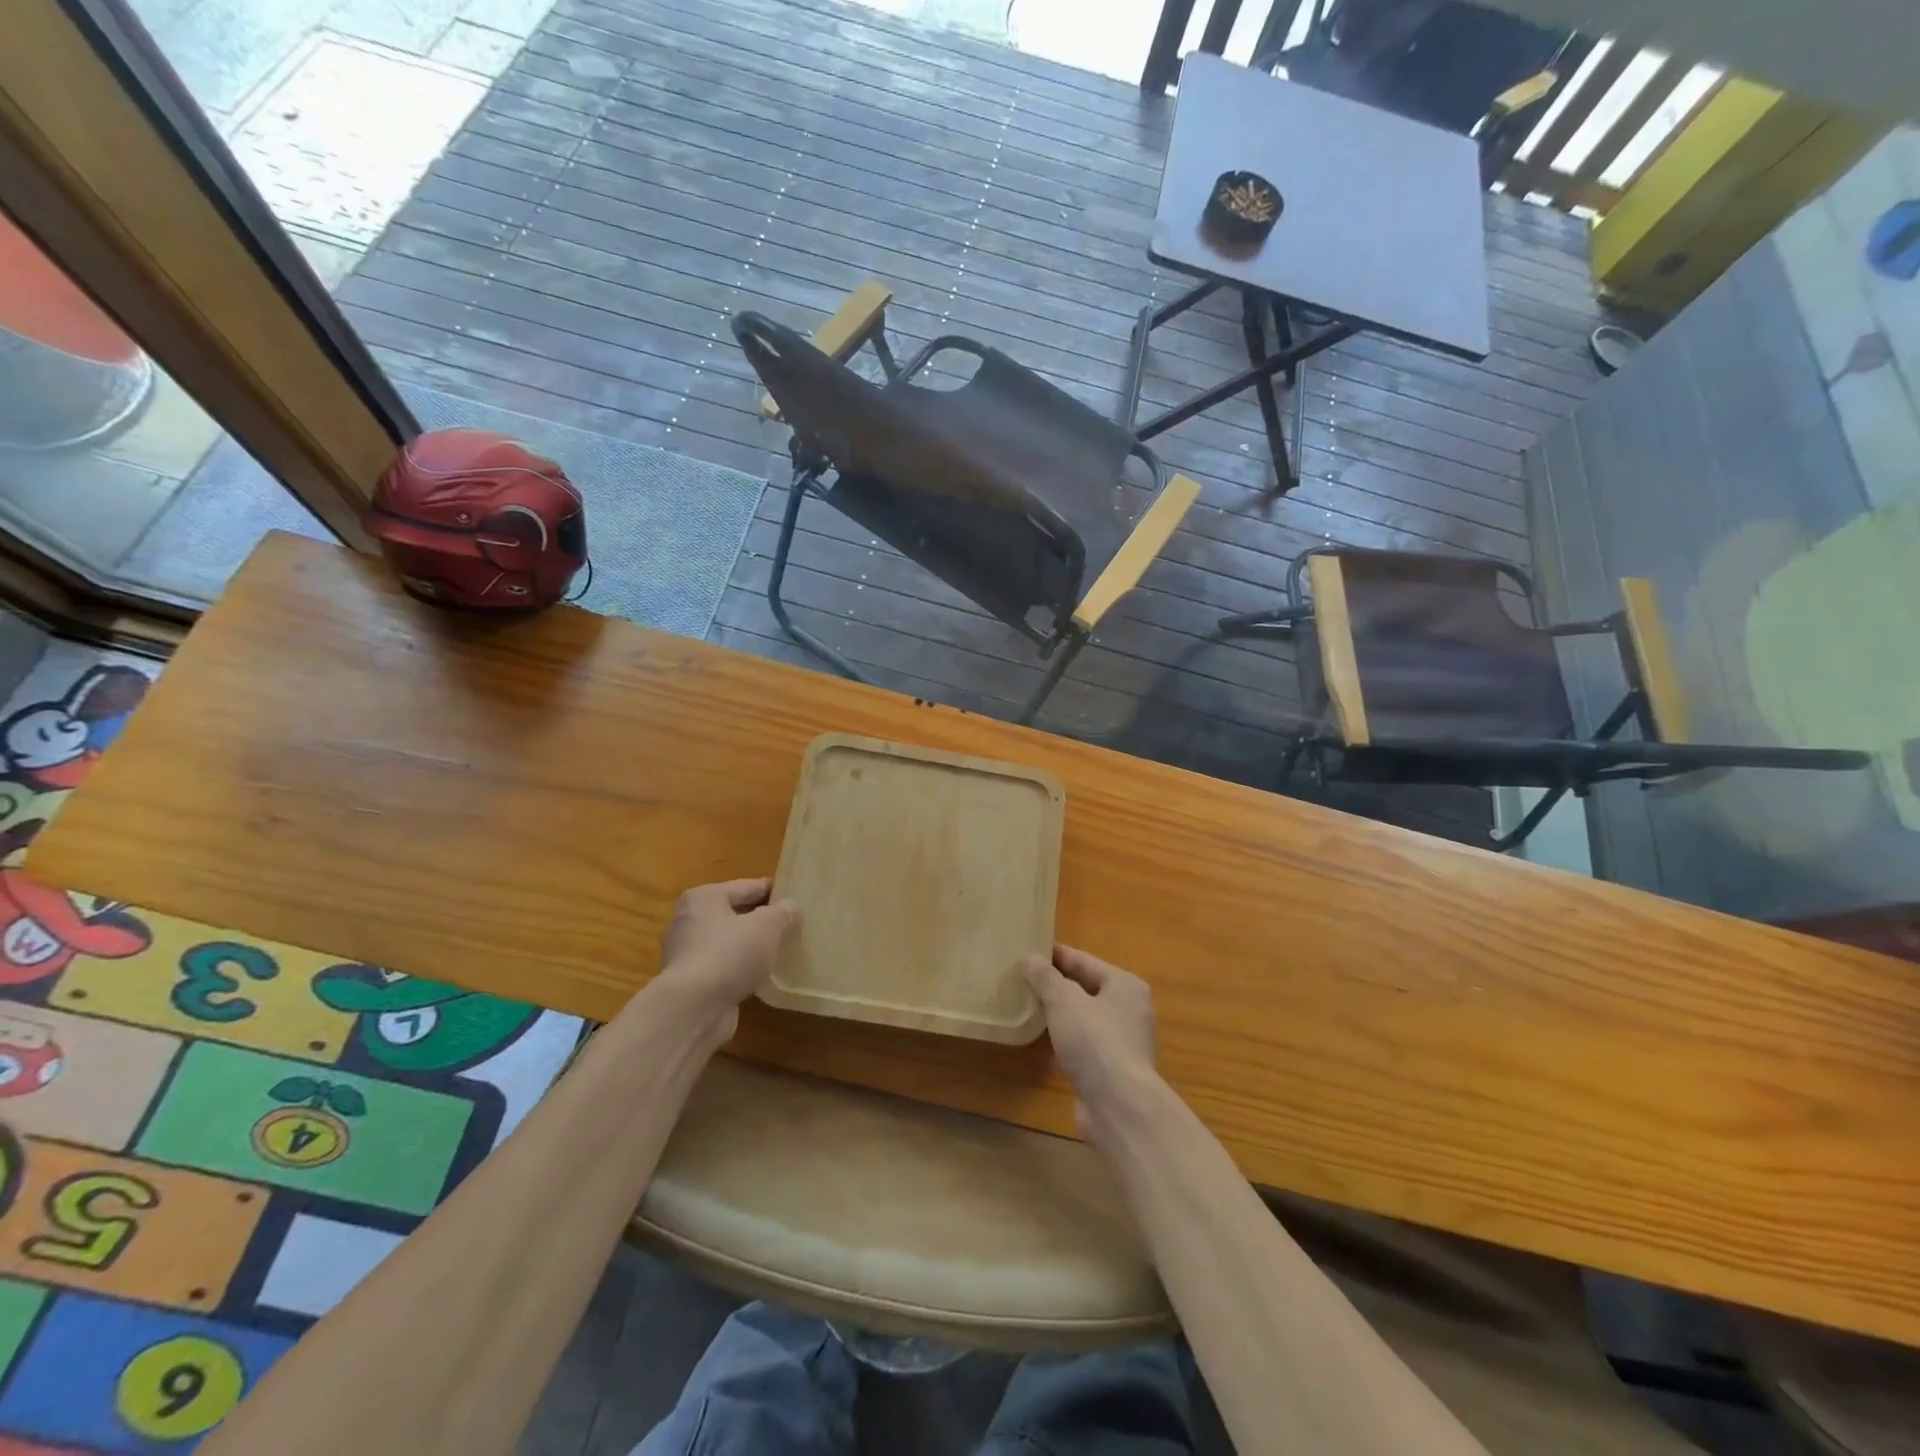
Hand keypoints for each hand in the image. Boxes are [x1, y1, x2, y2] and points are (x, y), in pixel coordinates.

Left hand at [650, 878, 797, 1039]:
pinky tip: (761, 978)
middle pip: (734, 914)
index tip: (796, 896)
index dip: (772, 890)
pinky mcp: (690, 984)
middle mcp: (689, 921)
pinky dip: (740, 971)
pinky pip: (723, 968)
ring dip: (750, 947)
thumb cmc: (730, 954)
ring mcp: (686, 955)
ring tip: (780, 951)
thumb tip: (790, 906)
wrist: (693, 1009)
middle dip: (761, 920)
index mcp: (704, 897)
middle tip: (791, 924)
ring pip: (728, 943)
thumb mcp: (767, 926)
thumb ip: (782, 912)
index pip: (746, 887)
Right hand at [1020, 944, 1160, 1143]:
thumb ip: (1045, 977)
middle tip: (1022, 978)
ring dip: (1058, 1014)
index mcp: (1125, 985)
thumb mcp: (1064, 1000)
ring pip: (1083, 1019)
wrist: (1119, 1107)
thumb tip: (1028, 958)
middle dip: (1055, 985)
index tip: (1028, 949)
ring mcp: (1123, 1042)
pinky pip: (1083, 1045)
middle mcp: (1129, 1010)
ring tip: (1026, 1006)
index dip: (1055, 955)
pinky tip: (1040, 1042)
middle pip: (1085, 989)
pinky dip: (1064, 1040)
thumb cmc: (1095, 1041)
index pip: (1084, 961)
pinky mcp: (1111, 1070)